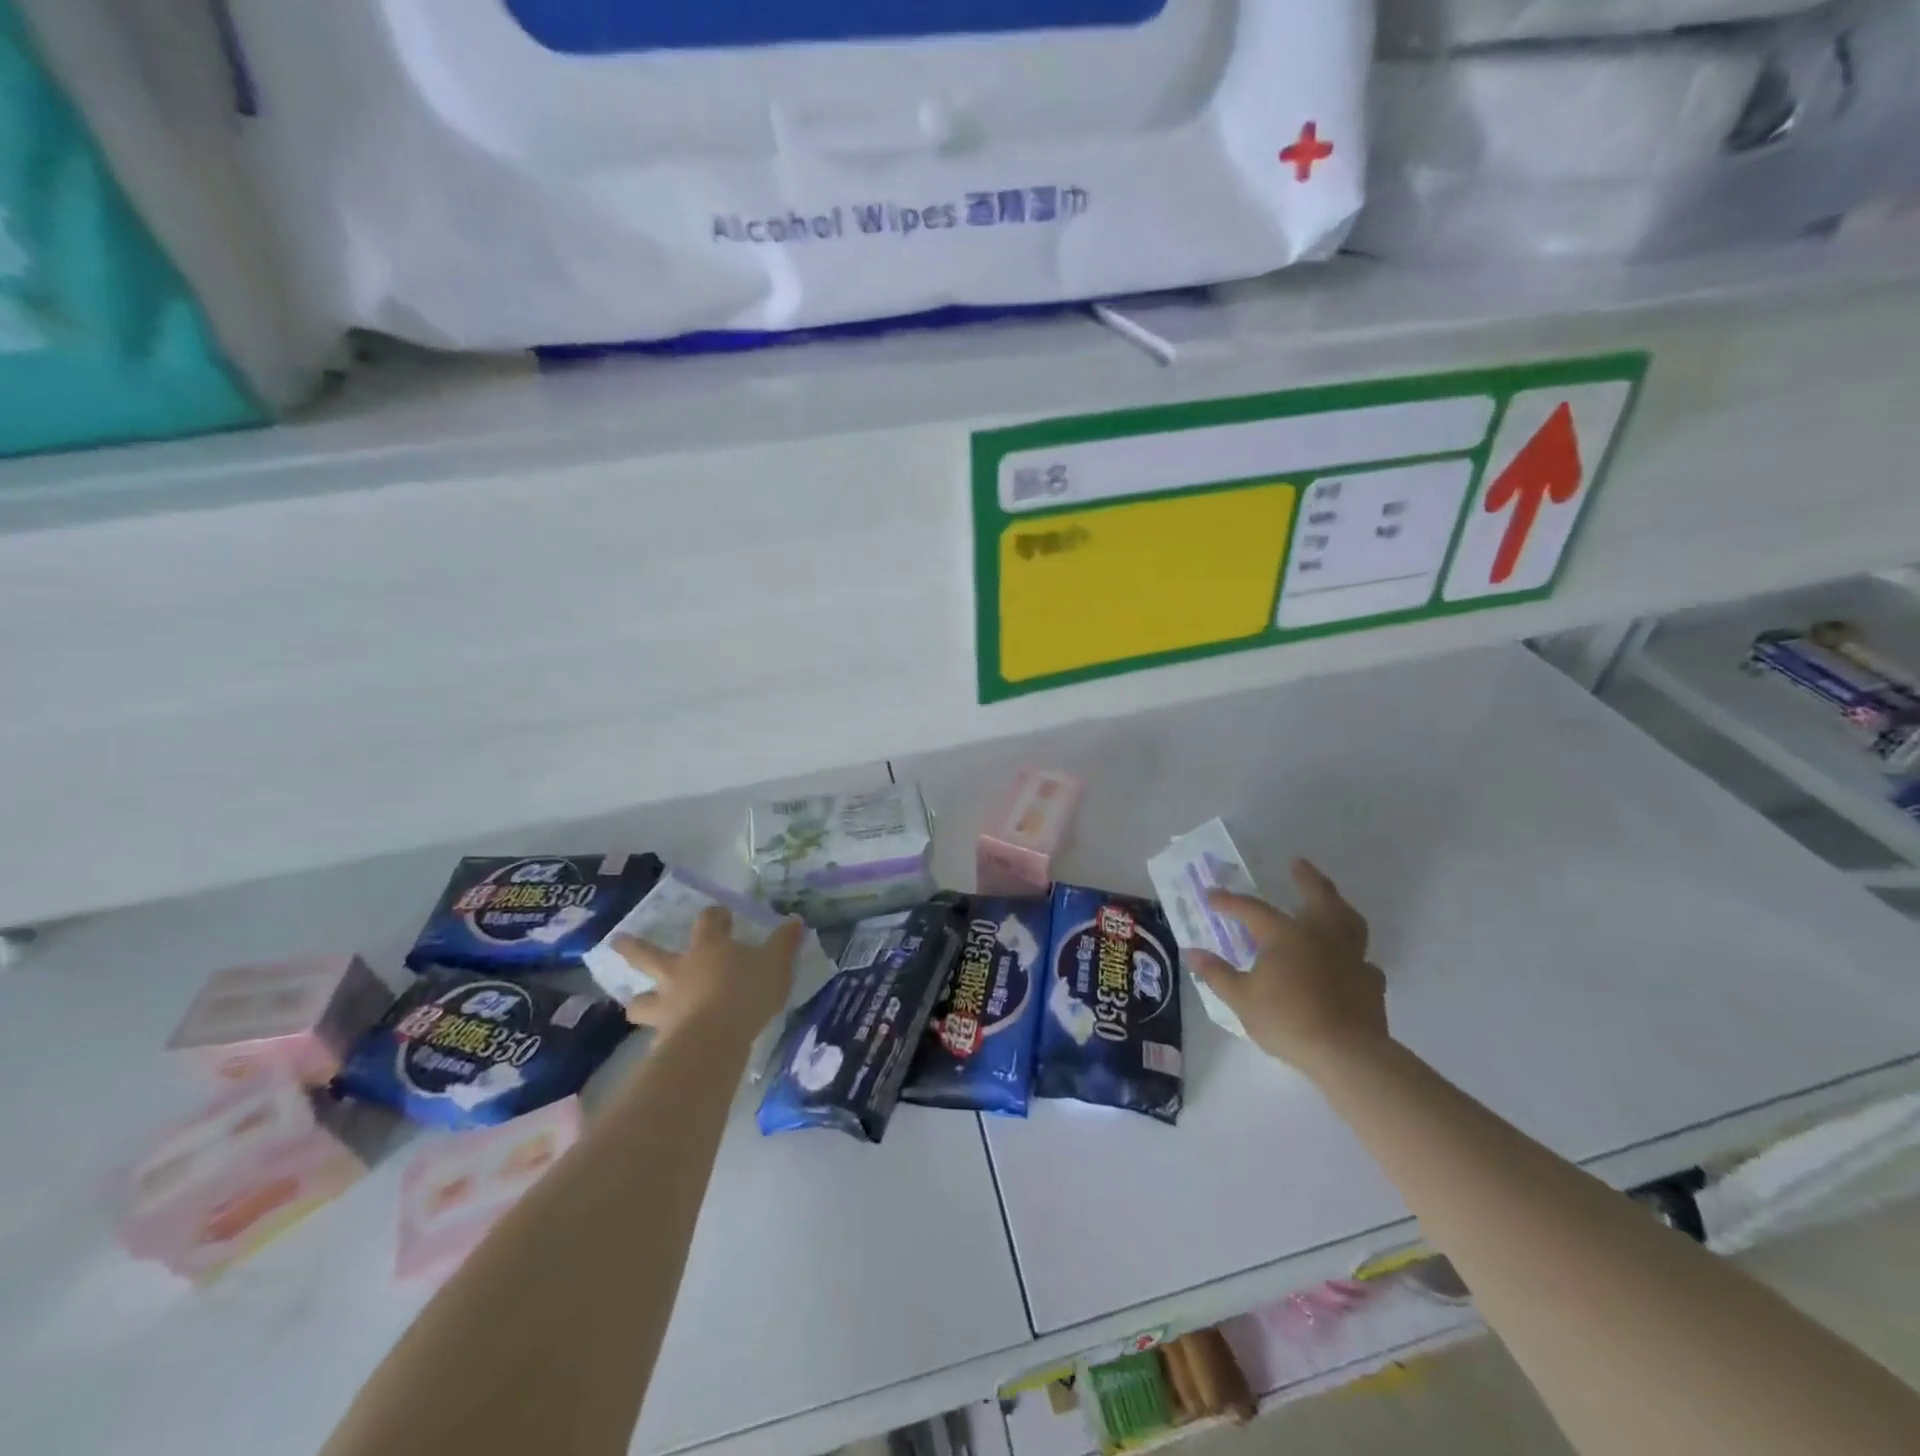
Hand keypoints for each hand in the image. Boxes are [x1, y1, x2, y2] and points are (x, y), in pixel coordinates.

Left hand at [612, 907, 803, 1040]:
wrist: (714, 1038)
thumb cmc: (746, 991)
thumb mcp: (776, 963)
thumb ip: (784, 943)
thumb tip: (795, 922)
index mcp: (708, 948)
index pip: (708, 921)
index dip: (714, 916)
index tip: (720, 915)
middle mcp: (680, 971)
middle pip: (649, 955)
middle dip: (633, 947)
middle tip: (616, 941)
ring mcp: (667, 1004)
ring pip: (641, 999)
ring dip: (638, 999)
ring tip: (634, 1003)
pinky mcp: (663, 1036)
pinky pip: (654, 1034)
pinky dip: (657, 1036)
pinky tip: (660, 1042)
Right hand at [1186, 859, 1387, 1075]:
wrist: (1347, 1054)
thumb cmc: (1288, 1020)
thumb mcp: (1241, 999)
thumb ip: (1217, 974)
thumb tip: (1192, 953)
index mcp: (1285, 935)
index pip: (1252, 909)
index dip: (1229, 901)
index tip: (1211, 896)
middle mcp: (1321, 936)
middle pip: (1317, 896)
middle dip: (1306, 878)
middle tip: (1297, 864)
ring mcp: (1351, 957)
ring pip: (1349, 920)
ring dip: (1338, 905)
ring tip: (1331, 902)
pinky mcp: (1370, 981)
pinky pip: (1363, 959)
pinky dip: (1353, 954)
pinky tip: (1347, 962)